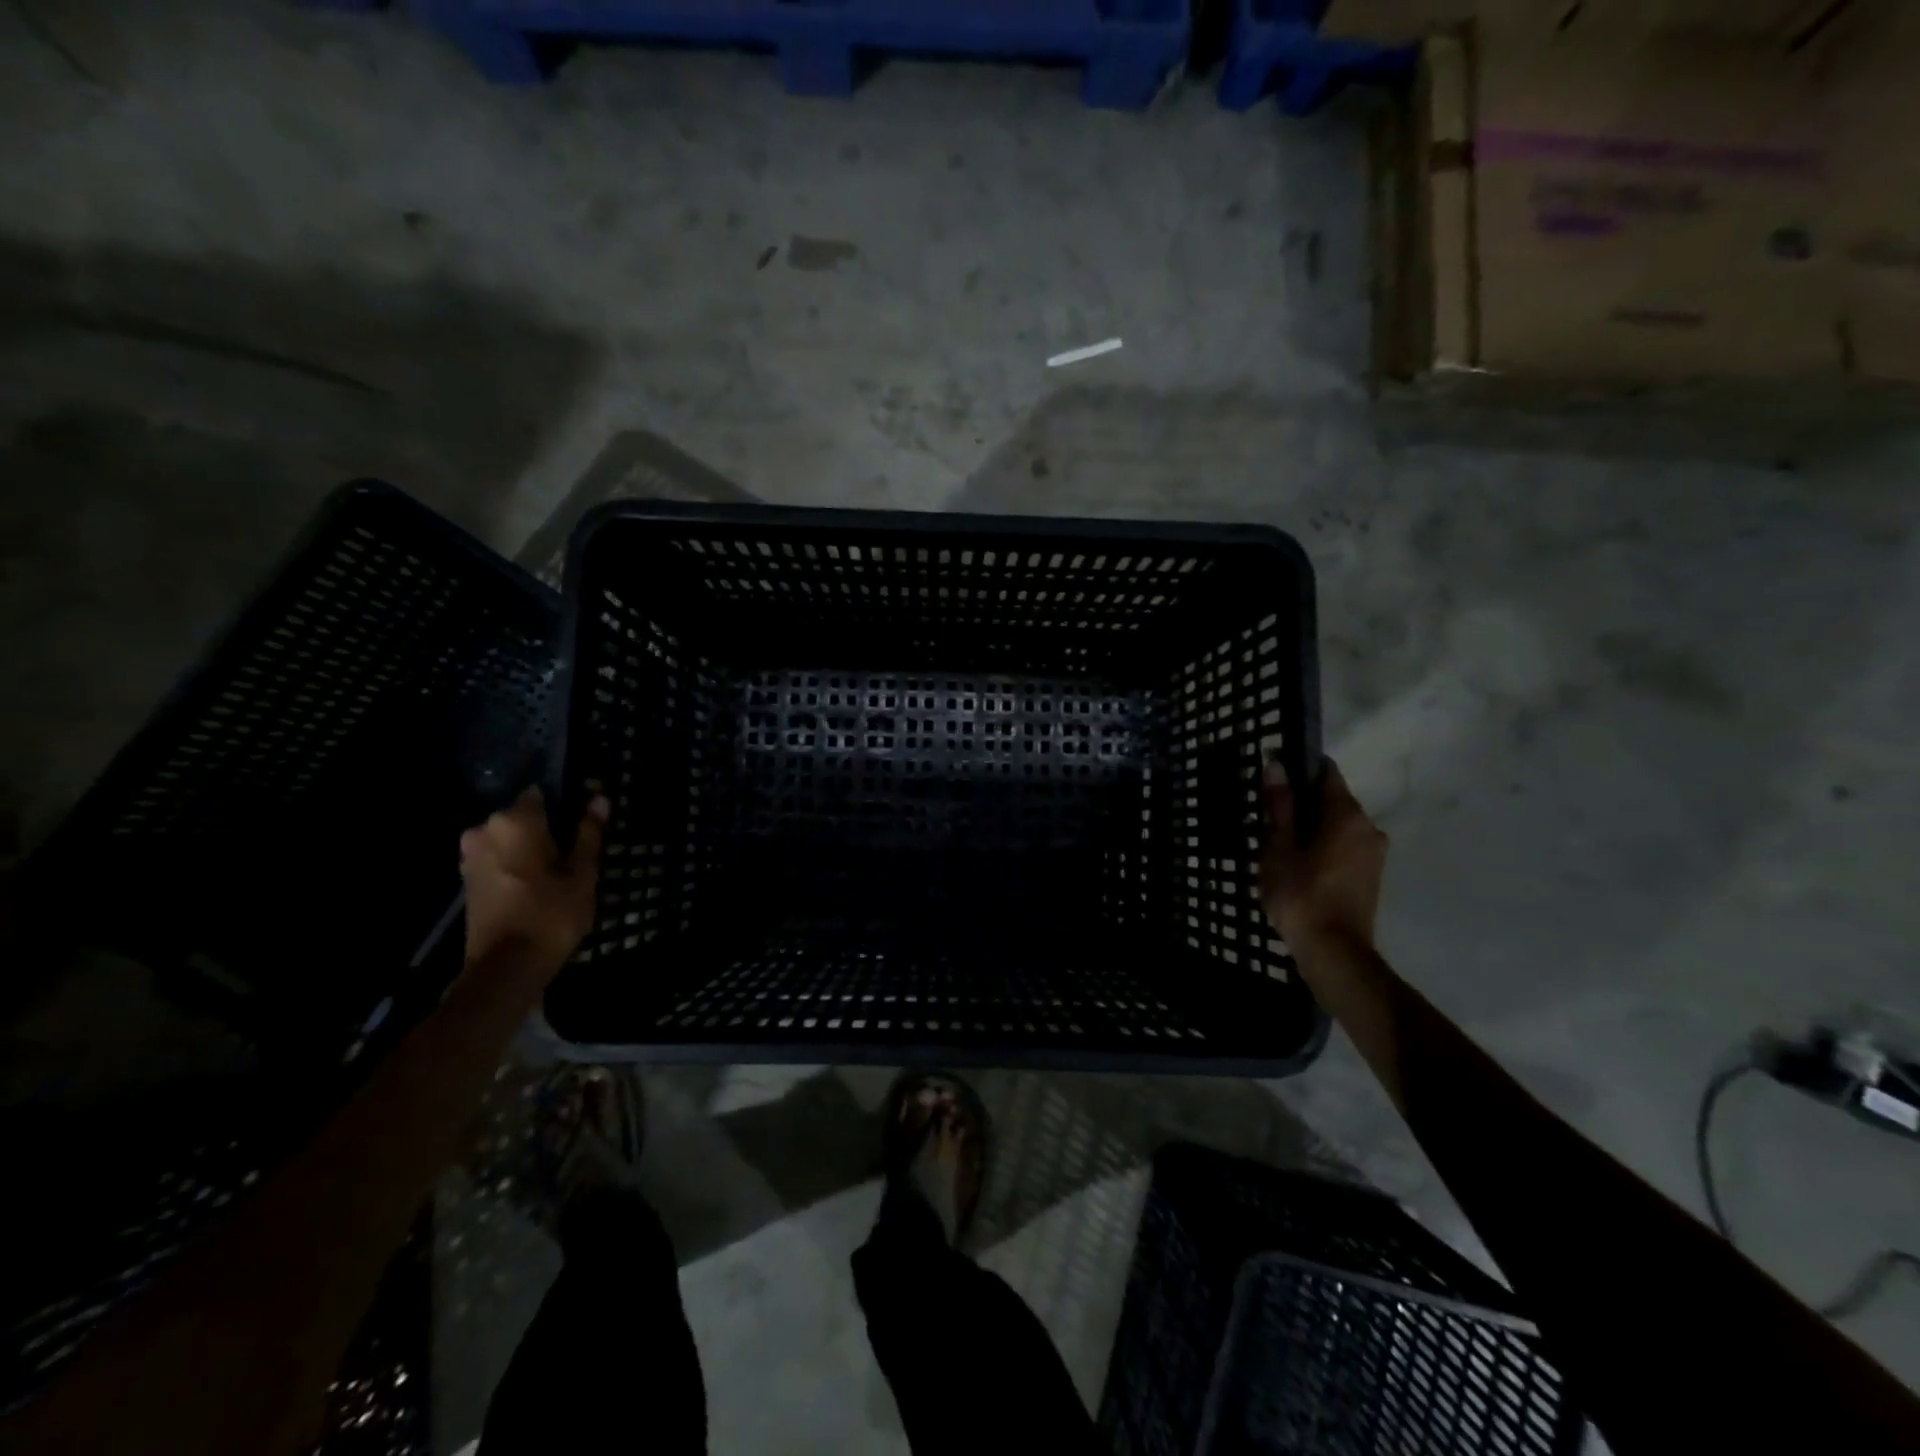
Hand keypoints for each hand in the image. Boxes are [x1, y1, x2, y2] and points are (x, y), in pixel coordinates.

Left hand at [459, 787, 607, 976]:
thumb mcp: (582, 873)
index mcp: (515, 821)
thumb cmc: (551, 915)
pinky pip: (499, 857)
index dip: (568, 800)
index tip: (587, 818)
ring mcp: (471, 855)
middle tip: (578, 849)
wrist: (506, 969)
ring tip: (561, 869)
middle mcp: (485, 829)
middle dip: (550, 826)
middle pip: (525, 815)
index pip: (544, 792)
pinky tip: (538, 882)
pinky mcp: (468, 878)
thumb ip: (589, 833)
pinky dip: (517, 863)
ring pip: (511, 838)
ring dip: (532, 846)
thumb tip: (599, 798)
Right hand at [1260, 759, 1386, 952]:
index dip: (1298, 768)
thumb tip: (1276, 764)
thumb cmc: (1301, 893)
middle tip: (1268, 820)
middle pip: (1332, 799)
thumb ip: (1280, 804)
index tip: (1273, 779)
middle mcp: (1368, 826)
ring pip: (1337, 825)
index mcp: (1347, 813)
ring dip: (1312, 828)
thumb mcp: (1279, 846)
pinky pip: (1345, 846)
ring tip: (1280, 847)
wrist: (1334, 951)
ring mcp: (1374, 852)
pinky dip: (1323, 847)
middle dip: (1302, 803)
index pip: (1326, 772)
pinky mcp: (1371, 875)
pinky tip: (1300, 866)